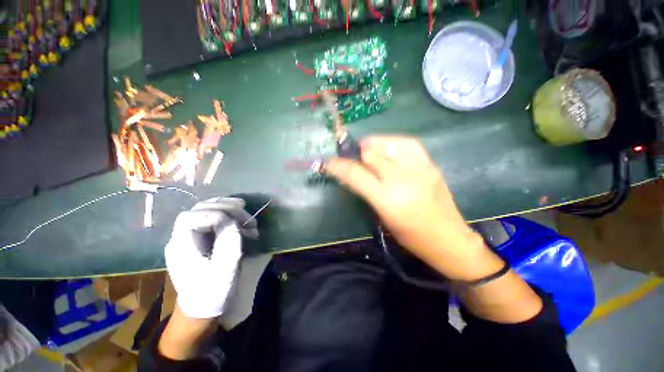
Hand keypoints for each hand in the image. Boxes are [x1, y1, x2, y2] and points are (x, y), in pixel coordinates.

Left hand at [165, 197, 257, 318]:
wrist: (202, 308)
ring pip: (208, 211)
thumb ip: (228, 243)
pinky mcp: (202, 239)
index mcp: (181, 247)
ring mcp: (191, 237)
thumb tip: (234, 221)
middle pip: (199, 209)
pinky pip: (215, 219)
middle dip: (226, 208)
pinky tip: (243, 221)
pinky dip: (231, 216)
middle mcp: (182, 238)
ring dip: (230, 210)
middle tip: (247, 213)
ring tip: (248, 218)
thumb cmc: (212, 293)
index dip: (214, 214)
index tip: (236, 223)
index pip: (190, 217)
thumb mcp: (224, 270)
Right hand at [324, 136, 494, 279]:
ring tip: (366, 151)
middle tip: (349, 158)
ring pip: (387, 143)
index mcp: (388, 199)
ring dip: (372, 145)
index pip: (355, 174)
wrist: (449, 239)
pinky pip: (407, 143)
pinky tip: (386, 149)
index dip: (337, 166)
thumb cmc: (410, 237)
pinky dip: (391, 142)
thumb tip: (353, 172)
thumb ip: (366, 191)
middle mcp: (403, 179)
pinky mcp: (431, 164)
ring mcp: (420, 168)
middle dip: (354, 153)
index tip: (327, 162)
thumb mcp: (382, 216)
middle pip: (370, 153)